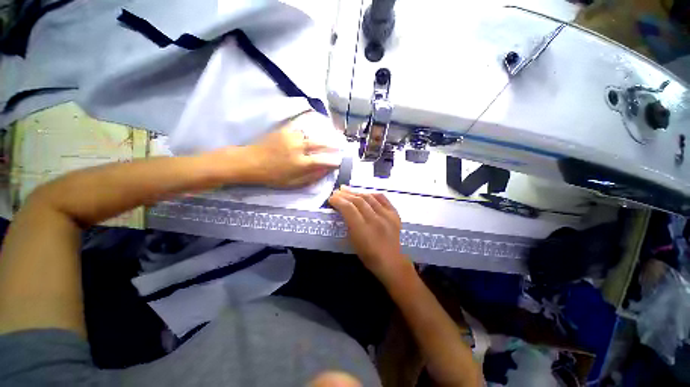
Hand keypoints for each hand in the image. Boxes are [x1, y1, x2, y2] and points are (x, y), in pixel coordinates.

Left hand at [242, 112, 342, 187]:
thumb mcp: (293, 183)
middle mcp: (299, 148)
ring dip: (321, 138)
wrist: (250, 162)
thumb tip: (326, 171)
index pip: (323, 160)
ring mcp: (292, 137)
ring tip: (328, 139)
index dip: (334, 161)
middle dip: (332, 145)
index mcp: (301, 163)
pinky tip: (311, 134)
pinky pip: (301, 129)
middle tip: (340, 146)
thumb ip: (311, 177)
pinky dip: (308, 132)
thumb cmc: (272, 176)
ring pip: (312, 135)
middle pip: (321, 144)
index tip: (340, 161)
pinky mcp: (285, 130)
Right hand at [328, 187, 410, 281]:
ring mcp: (387, 215)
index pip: (349, 208)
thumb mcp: (353, 242)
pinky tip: (364, 193)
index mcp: (363, 230)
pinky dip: (371, 194)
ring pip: (369, 197)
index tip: (331, 198)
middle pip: (358, 201)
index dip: (338, 201)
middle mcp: (375, 220)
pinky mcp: (395, 214)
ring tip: (347, 189)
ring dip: (356, 192)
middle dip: (345, 194)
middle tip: (336, 192)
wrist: (392, 262)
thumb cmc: (369, 256)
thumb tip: (342, 210)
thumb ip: (348, 224)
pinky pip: (382, 198)